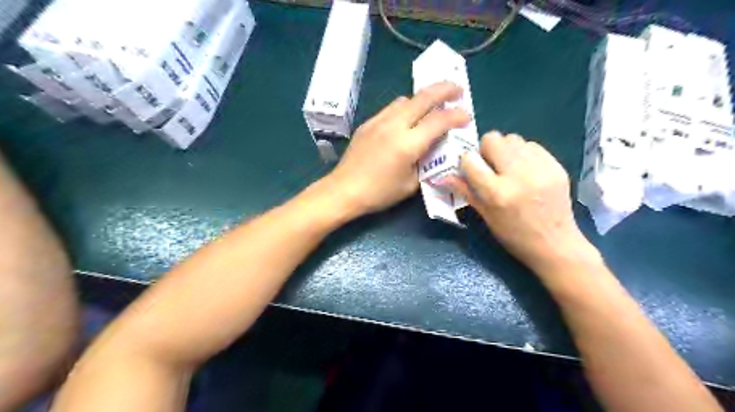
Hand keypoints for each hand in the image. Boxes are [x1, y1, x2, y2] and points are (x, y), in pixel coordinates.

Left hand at [327, 82, 470, 215]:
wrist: (344, 190)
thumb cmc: (379, 193)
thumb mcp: (411, 184)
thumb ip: (426, 162)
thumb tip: (435, 148)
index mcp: (407, 143)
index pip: (439, 121)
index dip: (457, 116)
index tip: (467, 117)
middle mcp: (394, 125)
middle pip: (423, 97)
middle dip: (445, 89)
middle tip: (458, 90)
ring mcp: (378, 121)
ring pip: (406, 99)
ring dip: (423, 99)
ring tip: (432, 106)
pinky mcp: (368, 123)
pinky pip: (391, 108)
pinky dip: (406, 107)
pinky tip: (407, 119)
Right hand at [448, 131, 595, 276]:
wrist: (555, 244)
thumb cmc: (514, 235)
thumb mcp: (486, 216)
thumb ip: (466, 191)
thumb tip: (443, 176)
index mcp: (497, 193)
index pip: (470, 159)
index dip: (467, 162)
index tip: (470, 169)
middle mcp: (518, 176)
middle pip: (493, 139)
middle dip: (486, 150)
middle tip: (490, 166)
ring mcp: (540, 168)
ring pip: (512, 138)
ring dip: (505, 150)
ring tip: (509, 168)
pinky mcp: (556, 165)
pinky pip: (532, 145)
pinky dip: (523, 153)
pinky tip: (526, 170)